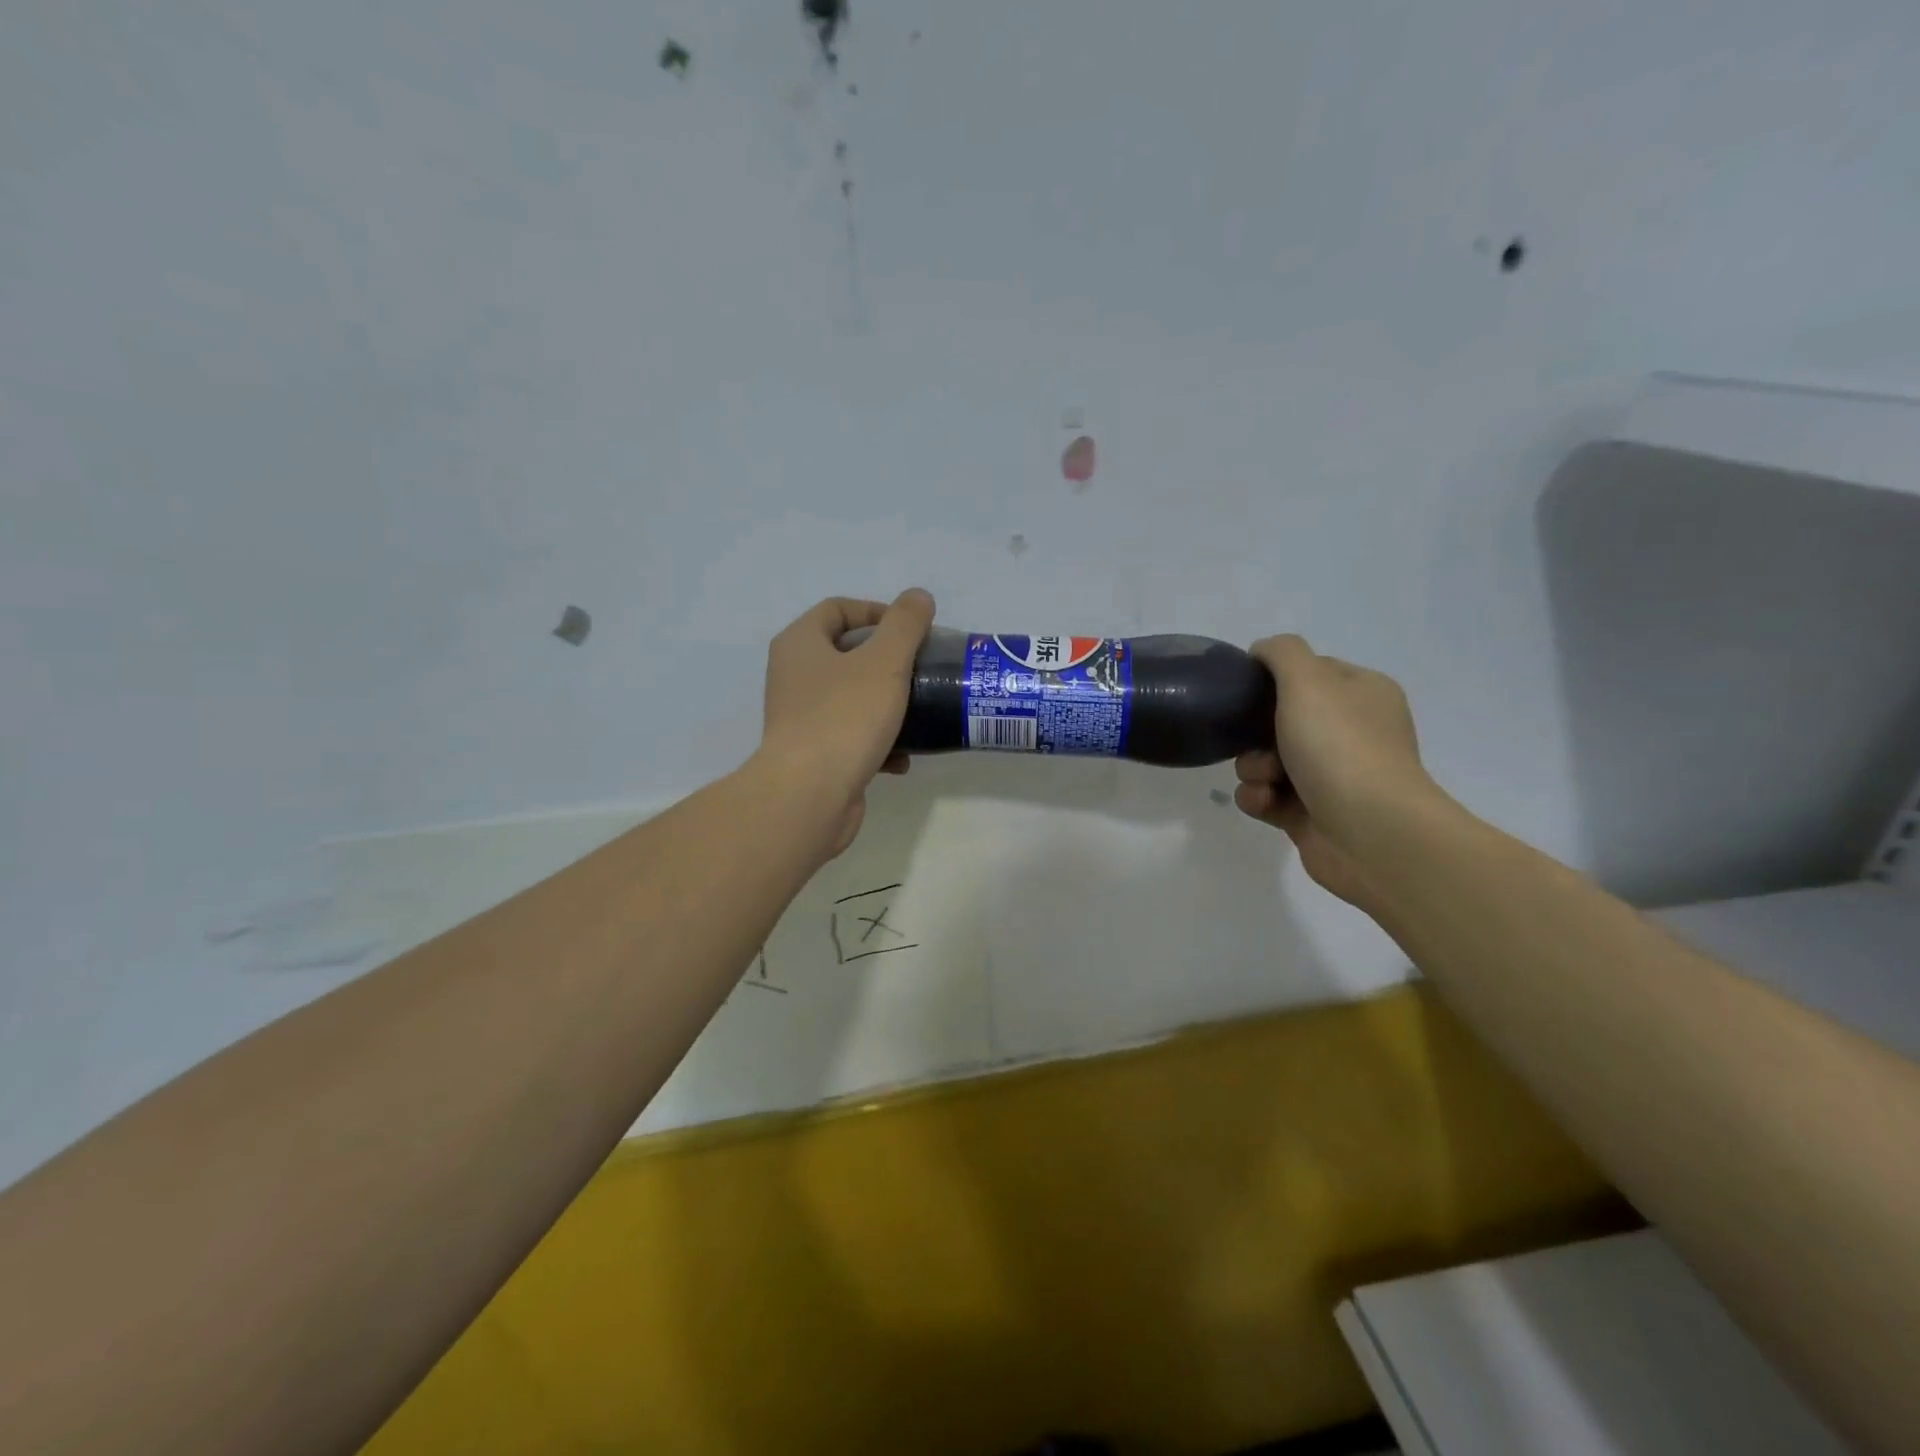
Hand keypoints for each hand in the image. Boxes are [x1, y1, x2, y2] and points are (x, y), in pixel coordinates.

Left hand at [757, 589, 935, 857]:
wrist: (809, 796)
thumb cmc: (845, 718)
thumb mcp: (884, 662)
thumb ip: (905, 625)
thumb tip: (918, 597)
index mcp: (800, 644)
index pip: (838, 609)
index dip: (878, 612)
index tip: (912, 631)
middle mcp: (793, 676)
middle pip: (847, 654)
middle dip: (888, 661)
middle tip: (921, 670)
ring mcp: (801, 718)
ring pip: (852, 698)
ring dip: (888, 704)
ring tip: (919, 713)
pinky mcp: (813, 755)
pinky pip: (851, 736)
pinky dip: (878, 742)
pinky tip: (902, 758)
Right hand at [1234, 635, 1442, 916]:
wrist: (1371, 833)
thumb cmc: (1341, 747)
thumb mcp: (1308, 681)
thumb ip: (1282, 653)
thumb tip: (1263, 651)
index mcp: (1362, 694)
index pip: (1310, 673)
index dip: (1274, 681)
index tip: (1248, 691)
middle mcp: (1351, 732)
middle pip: (1280, 719)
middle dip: (1255, 733)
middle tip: (1254, 743)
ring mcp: (1333, 776)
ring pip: (1267, 760)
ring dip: (1252, 768)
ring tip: (1264, 780)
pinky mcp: (1312, 814)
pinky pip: (1268, 796)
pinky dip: (1259, 798)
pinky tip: (1265, 803)